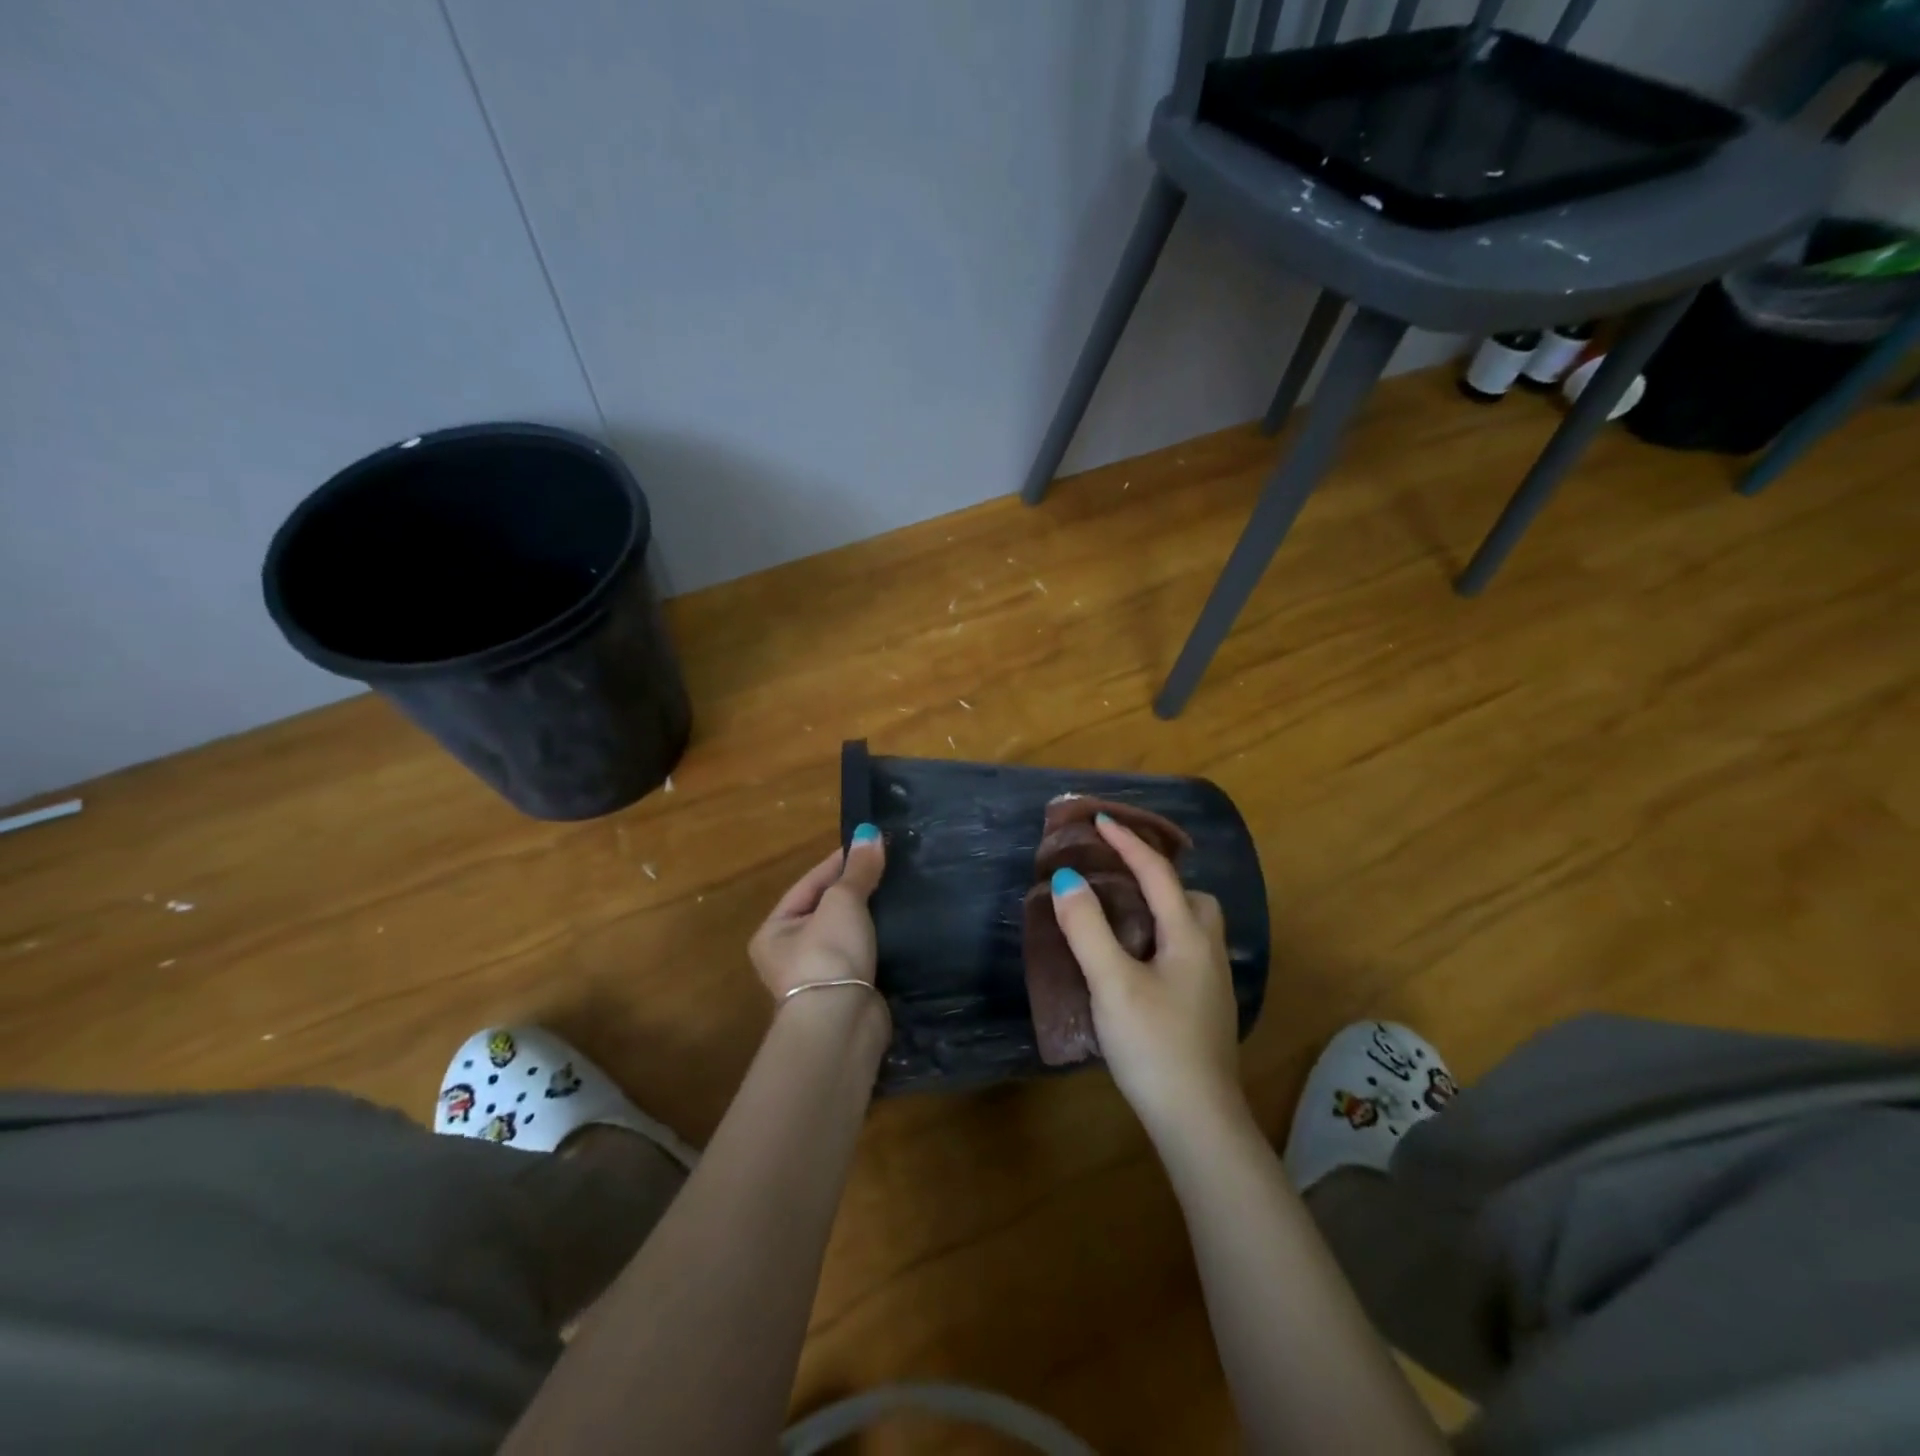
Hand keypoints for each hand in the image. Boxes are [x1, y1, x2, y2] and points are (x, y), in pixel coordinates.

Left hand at [750, 824, 886, 1001]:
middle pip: (828, 908)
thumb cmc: (828, 954)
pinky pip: (865, 953)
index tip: (871, 844)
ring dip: (871, 915)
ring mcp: (820, 975)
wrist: (842, 1024)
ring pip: (849, 932)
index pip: (810, 883)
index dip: (840, 861)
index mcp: (775, 929)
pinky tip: (902, 924)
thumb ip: (858, 869)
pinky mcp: (848, 991)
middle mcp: (790, 952)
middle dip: (858, 889)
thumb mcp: (843, 902)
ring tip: (900, 890)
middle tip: (890, 866)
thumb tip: (871, 832)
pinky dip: (880, 939)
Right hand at [1049, 815, 1242, 1138]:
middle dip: (1158, 877)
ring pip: (1192, 927)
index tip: (1100, 820)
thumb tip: (1067, 880)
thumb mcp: (1112, 983)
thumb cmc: (1154, 1045)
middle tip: (1118, 879)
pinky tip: (1136, 962)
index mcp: (1188, 936)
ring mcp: (1212, 984)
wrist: (1198, 1122)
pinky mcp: (1206, 1009)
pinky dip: (1162, 938)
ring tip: (1122, 918)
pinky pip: (1185, 952)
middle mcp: (1207, 952)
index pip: (1158, 874)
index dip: (1128, 843)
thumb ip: (1088, 929)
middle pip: (1191, 897)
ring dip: (1163, 909)